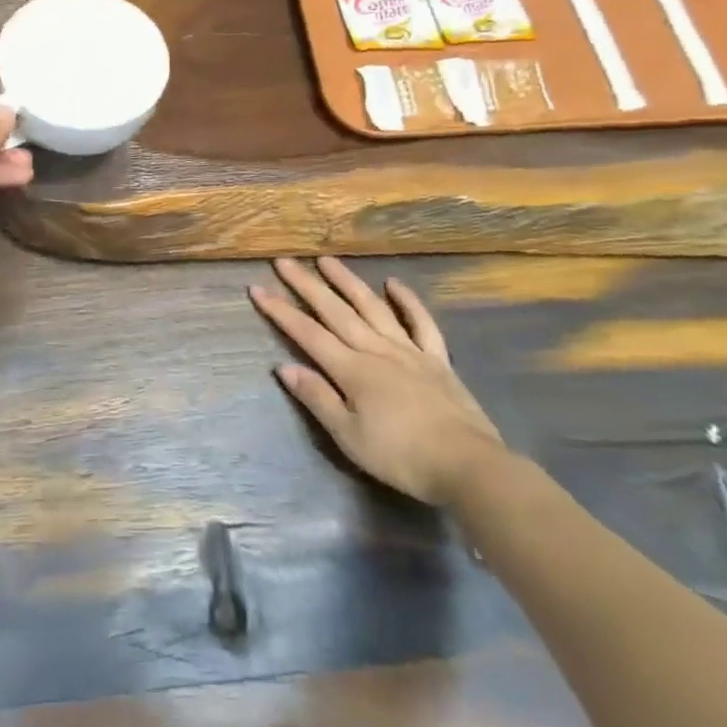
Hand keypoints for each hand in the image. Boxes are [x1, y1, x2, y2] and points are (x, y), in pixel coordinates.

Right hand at [250, 257, 503, 505]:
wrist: (469, 466)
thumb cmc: (401, 457)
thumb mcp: (349, 436)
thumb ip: (317, 398)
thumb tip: (283, 367)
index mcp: (351, 370)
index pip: (307, 334)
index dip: (280, 311)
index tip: (257, 289)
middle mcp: (376, 350)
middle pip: (335, 312)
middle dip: (307, 285)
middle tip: (285, 261)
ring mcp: (409, 351)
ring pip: (373, 308)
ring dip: (348, 282)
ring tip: (327, 260)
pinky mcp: (437, 360)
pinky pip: (421, 324)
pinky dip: (408, 302)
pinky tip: (393, 284)